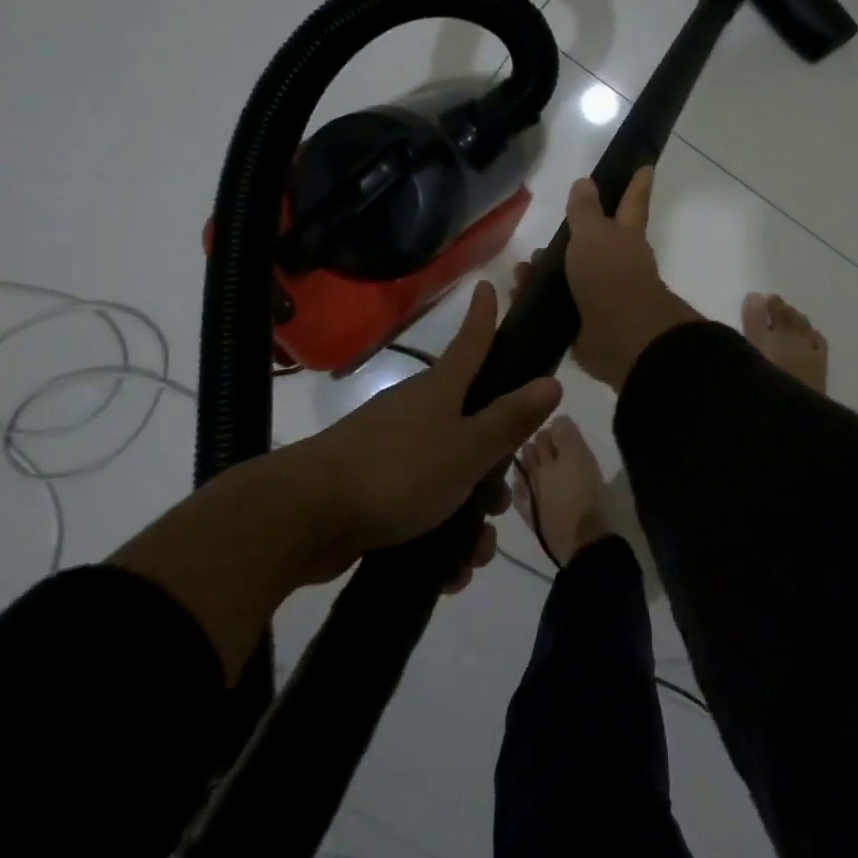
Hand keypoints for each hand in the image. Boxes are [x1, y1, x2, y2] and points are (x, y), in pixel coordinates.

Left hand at [301, 279, 562, 586]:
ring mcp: (392, 450)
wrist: (304, 518)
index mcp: (440, 391)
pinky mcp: (374, 488)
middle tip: (502, 500)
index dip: (484, 317)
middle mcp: (417, 413)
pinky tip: (448, 571)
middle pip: (471, 423)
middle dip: (493, 465)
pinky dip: (439, 534)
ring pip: (450, 473)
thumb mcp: (466, 450)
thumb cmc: (398, 472)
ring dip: (469, 513)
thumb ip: (509, 420)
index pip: (471, 343)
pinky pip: (422, 504)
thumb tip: (552, 381)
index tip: (489, 285)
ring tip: (474, 553)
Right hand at [525, 168, 701, 390]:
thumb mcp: (593, 234)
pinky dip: (537, 298)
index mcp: (626, 236)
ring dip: (545, 270)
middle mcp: (618, 263)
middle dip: (571, 239)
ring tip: (521, 269)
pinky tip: (517, 294)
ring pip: (570, 274)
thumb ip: (585, 210)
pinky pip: (557, 304)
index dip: (637, 184)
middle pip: (594, 242)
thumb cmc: (610, 275)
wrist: (620, 337)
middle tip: (543, 237)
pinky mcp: (585, 321)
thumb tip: (585, 182)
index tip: (645, 165)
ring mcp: (602, 294)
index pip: (632, 202)